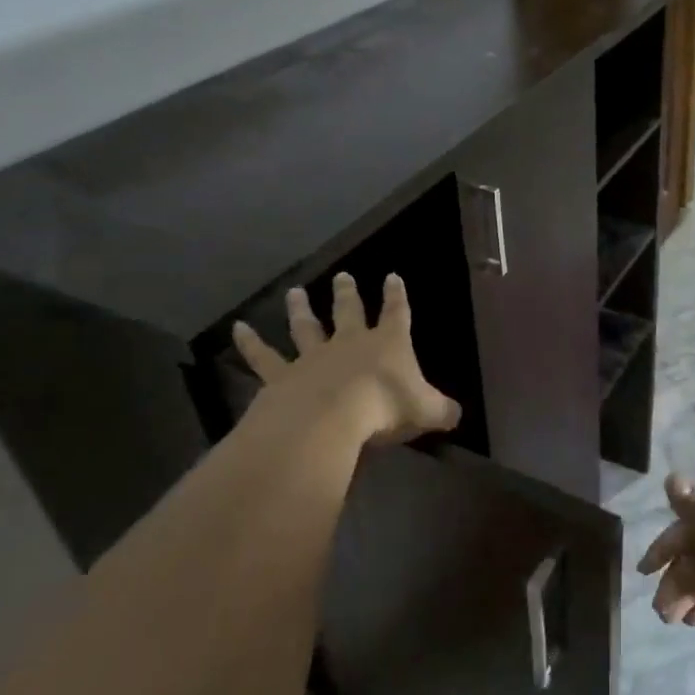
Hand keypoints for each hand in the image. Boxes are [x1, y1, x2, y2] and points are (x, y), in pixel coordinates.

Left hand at [232, 273, 460, 447]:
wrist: (331, 418)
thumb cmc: (385, 408)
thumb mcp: (427, 411)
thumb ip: (442, 411)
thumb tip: (456, 414)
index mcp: (388, 344)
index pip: (397, 313)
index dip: (397, 296)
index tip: (393, 276)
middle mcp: (350, 342)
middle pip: (349, 312)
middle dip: (348, 293)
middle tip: (343, 276)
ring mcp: (313, 357)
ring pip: (306, 327)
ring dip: (300, 309)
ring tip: (295, 291)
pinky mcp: (282, 376)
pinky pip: (264, 357)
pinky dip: (250, 342)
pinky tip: (238, 328)